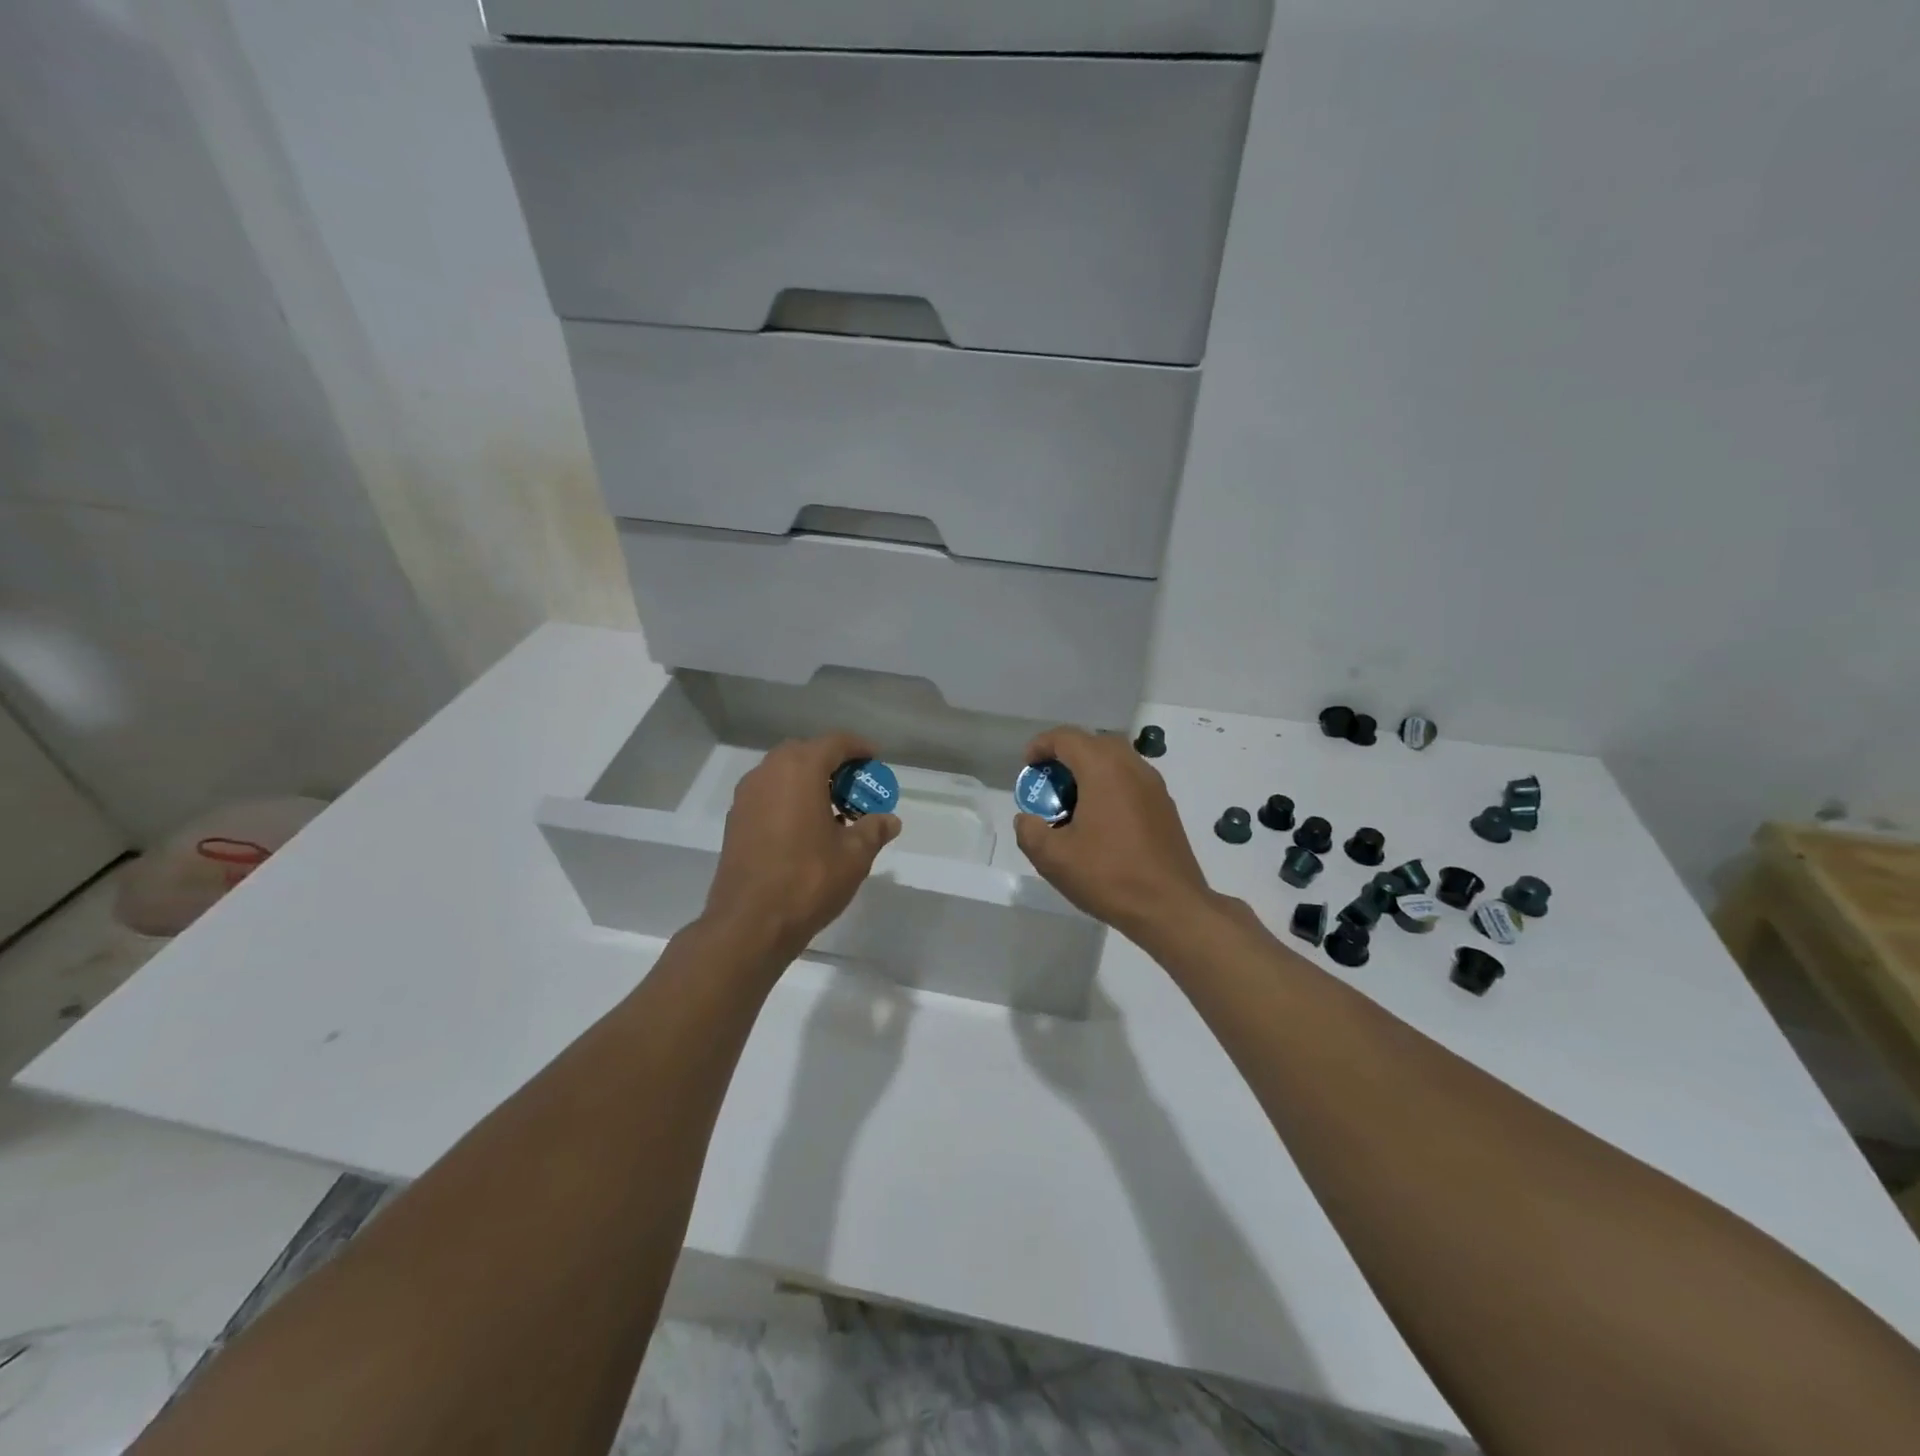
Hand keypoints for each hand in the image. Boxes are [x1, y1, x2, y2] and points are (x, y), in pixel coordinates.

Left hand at [702, 732, 901, 961]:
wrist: (749, 923)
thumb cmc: (808, 880)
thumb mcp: (854, 855)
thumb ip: (873, 830)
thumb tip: (889, 820)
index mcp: (799, 770)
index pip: (834, 742)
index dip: (858, 748)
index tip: (875, 760)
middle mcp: (768, 773)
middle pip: (805, 753)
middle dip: (832, 764)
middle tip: (855, 787)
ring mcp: (746, 796)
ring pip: (783, 773)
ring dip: (809, 782)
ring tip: (833, 811)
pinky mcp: (735, 820)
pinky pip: (768, 795)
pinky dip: (789, 799)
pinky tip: (806, 829)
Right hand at [1012, 727, 1218, 944]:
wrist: (1171, 907)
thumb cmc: (1109, 876)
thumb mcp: (1054, 858)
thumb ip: (1030, 832)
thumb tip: (1027, 819)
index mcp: (1104, 769)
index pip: (1066, 737)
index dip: (1041, 746)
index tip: (1027, 768)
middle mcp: (1132, 767)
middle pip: (1093, 743)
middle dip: (1066, 757)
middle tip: (1049, 786)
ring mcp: (1154, 786)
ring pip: (1115, 761)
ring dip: (1089, 772)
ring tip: (1072, 805)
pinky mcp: (1165, 806)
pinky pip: (1130, 781)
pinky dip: (1109, 787)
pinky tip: (1100, 823)